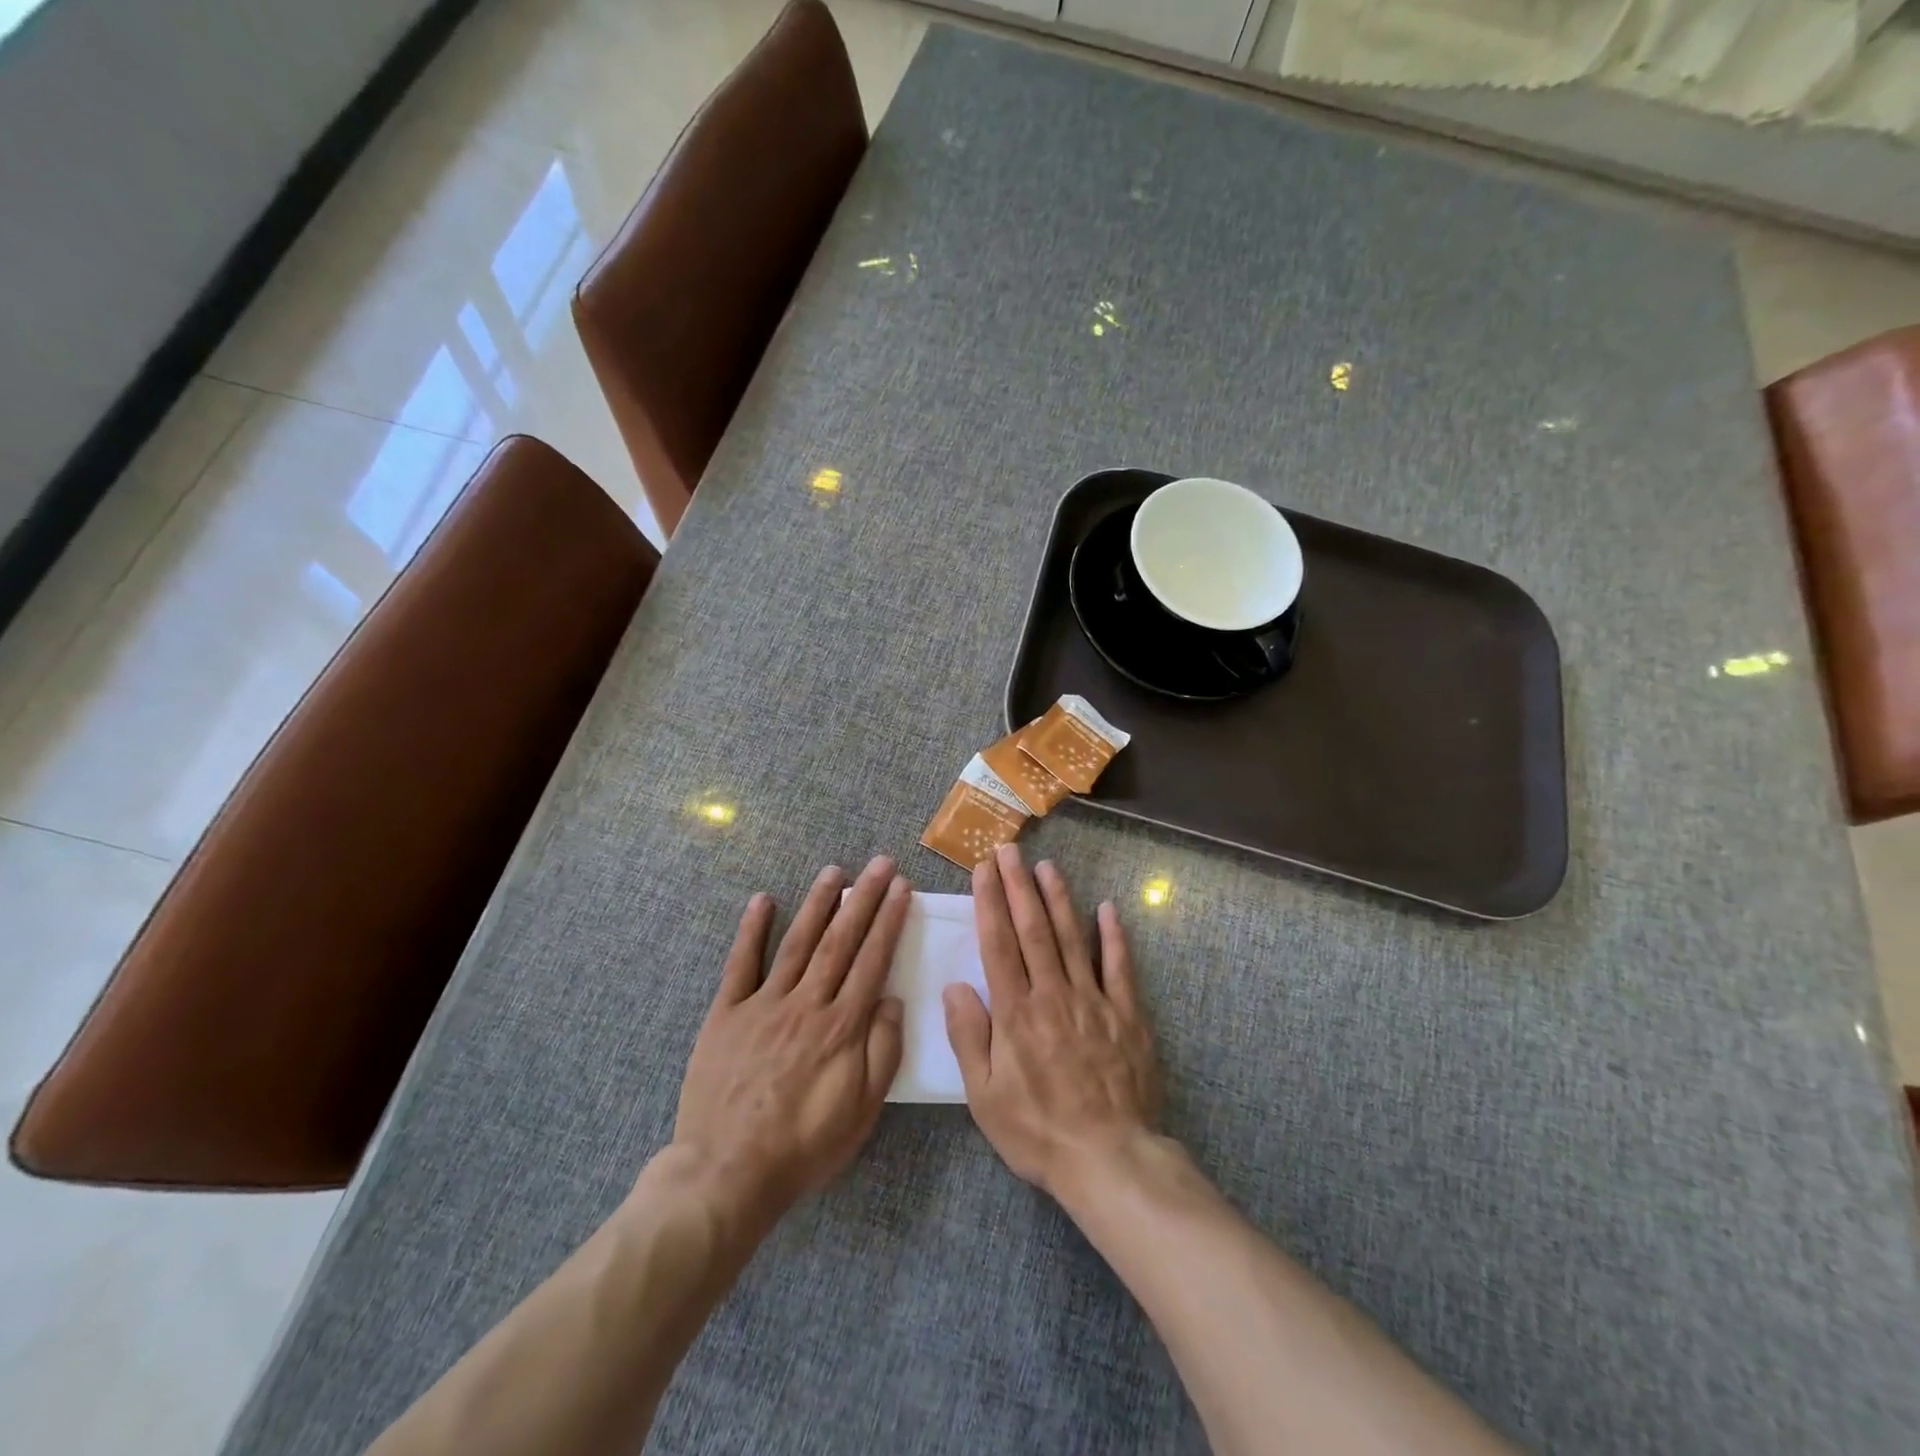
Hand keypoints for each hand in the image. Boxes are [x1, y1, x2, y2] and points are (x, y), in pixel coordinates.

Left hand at [672, 857, 908, 1214]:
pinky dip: (752, 930)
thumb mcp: (862, 1110)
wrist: (727, 1174)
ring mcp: (764, 1003)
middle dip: (863, 898)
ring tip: (834, 870)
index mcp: (842, 1026)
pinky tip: (763, 899)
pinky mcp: (727, 1013)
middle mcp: (807, 1003)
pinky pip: (741, 964)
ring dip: (818, 903)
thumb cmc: (804, 1146)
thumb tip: (892, 999)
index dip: (889, 921)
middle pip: (840, 940)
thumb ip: (882, 1050)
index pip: (872, 960)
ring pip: (797, 942)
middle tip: (880, 863)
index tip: (901, 888)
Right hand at [943, 844, 1162, 1198]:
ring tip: (1047, 866)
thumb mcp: (984, 1096)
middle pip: (1033, 930)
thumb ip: (969, 1037)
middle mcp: (1053, 995)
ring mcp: (1093, 1000)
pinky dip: (1114, 935)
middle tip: (1010, 850)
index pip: (998, 944)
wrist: (1109, 1158)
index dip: (990, 903)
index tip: (984, 871)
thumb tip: (954, 986)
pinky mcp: (1126, 1014)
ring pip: (1073, 938)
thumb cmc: (1037, 1131)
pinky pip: (1120, 967)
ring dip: (1058, 899)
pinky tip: (1108, 908)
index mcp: (1016, 1013)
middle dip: (1019, 887)